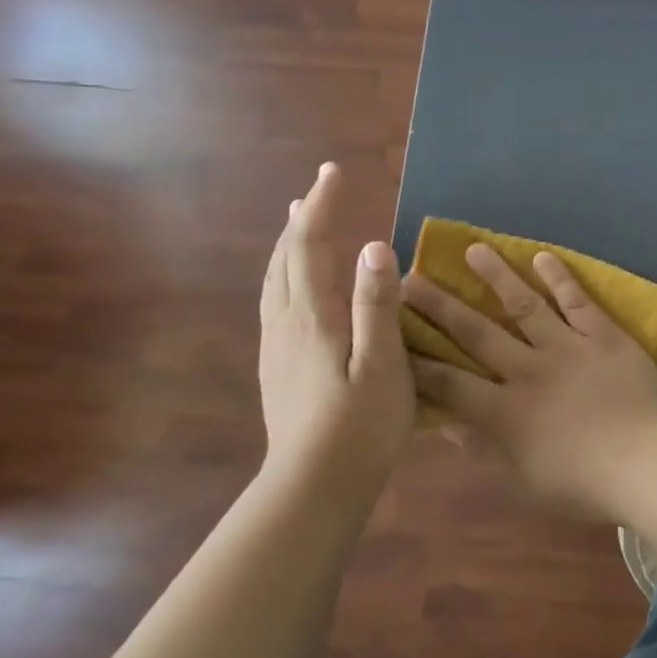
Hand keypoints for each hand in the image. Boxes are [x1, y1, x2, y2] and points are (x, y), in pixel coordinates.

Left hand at [258, 163, 413, 482]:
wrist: (312, 486)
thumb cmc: (360, 426)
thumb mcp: (383, 365)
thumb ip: (377, 306)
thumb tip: (375, 246)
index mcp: (313, 317)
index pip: (310, 246)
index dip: (321, 206)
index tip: (332, 171)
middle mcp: (286, 323)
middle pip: (285, 258)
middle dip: (302, 219)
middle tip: (317, 190)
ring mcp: (275, 346)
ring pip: (274, 281)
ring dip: (288, 246)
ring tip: (298, 225)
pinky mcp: (275, 367)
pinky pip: (274, 302)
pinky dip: (284, 275)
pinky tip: (294, 287)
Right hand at [402, 245, 656, 518]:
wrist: (651, 463)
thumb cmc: (586, 484)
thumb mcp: (524, 481)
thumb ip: (483, 450)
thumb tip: (446, 424)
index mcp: (505, 411)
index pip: (449, 382)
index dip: (417, 361)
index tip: (393, 337)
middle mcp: (528, 370)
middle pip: (476, 333)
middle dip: (439, 306)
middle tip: (411, 279)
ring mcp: (568, 347)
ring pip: (524, 305)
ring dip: (496, 276)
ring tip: (473, 249)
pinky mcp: (604, 336)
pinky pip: (577, 301)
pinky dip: (560, 277)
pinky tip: (542, 255)